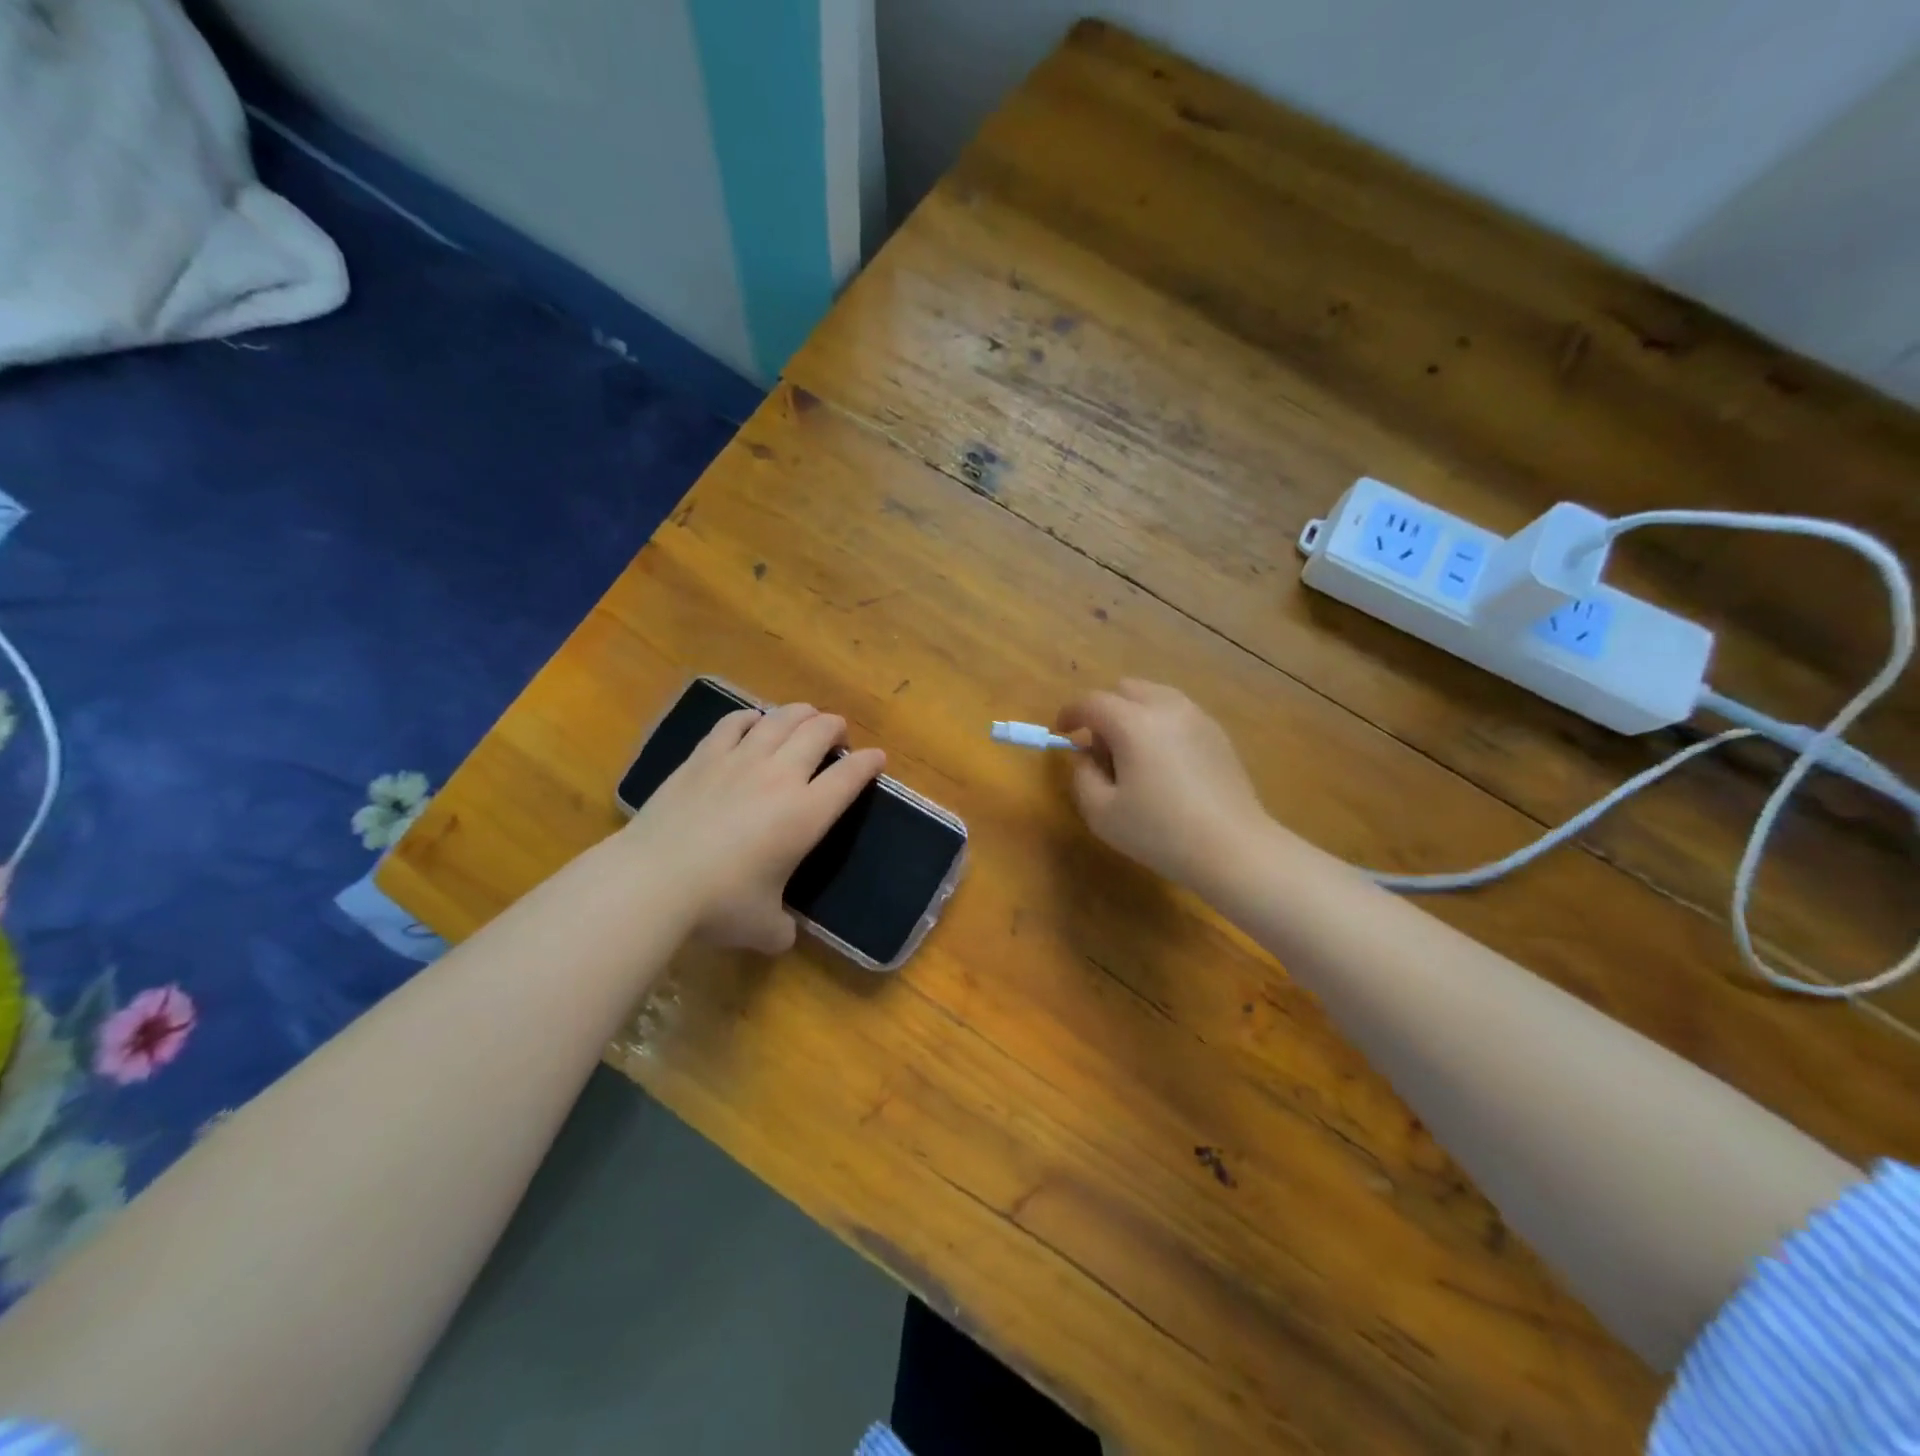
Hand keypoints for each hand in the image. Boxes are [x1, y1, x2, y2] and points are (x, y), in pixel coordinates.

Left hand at [625, 703, 884, 952]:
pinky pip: (734, 722)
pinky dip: (751, 717)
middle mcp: (780, 776)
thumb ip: (782, 928)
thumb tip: (783, 933)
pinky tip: (753, 720)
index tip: (877, 758)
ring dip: (800, 713)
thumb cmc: (718, 904)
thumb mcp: (763, 928)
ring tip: (806, 715)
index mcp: (807, 814)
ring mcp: (740, 760)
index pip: (850, 776)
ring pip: (780, 719)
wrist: (653, 879)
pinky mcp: (703, 756)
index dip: (869, 763)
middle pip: (818, 732)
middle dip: (835, 727)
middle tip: (838, 733)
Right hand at [1057, 681, 1269, 892]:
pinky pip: (1178, 714)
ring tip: (1133, 755)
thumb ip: (1083, 777)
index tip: (1061, 732)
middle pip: (1126, 689)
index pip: (1092, 702)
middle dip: (1105, 710)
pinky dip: (1160, 725)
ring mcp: (1197, 718)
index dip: (1070, 713)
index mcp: (1133, 723)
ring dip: (1134, 714)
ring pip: (1155, 697)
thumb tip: (1086, 757)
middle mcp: (1166, 708)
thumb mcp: (1102, 813)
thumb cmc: (1160, 832)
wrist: (1233, 848)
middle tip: (1100, 748)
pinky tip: (1163, 763)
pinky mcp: (1218, 734)